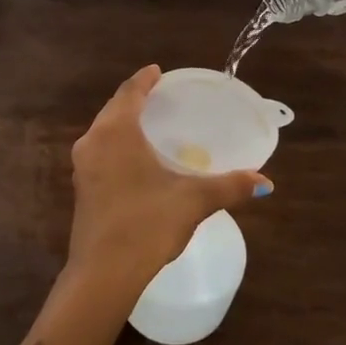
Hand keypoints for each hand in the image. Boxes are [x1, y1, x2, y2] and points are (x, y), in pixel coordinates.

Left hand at [67, 66, 271, 299]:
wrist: (103, 273)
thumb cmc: (147, 224)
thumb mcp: (192, 201)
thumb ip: (229, 186)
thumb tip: (264, 182)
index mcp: (116, 132)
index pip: (130, 92)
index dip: (145, 79)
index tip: (158, 71)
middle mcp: (93, 142)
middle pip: (114, 109)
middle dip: (134, 99)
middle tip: (159, 96)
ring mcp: (82, 167)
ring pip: (103, 132)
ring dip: (122, 122)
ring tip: (148, 124)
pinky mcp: (81, 188)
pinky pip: (99, 152)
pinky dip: (116, 144)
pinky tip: (133, 159)